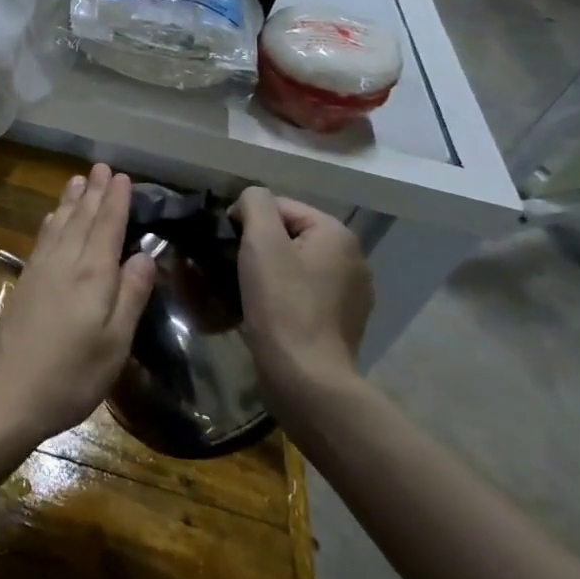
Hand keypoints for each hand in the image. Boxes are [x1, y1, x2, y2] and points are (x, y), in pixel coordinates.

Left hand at [0, 164, 157, 455]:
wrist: (5, 393)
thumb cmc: (70, 376)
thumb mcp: (115, 343)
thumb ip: (130, 295)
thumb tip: (146, 255)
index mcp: (91, 275)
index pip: (107, 226)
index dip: (116, 200)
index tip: (122, 176)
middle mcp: (64, 263)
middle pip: (81, 218)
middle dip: (94, 192)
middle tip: (102, 167)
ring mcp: (40, 271)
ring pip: (59, 224)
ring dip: (70, 201)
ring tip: (78, 180)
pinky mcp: (25, 283)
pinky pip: (43, 238)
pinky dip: (52, 221)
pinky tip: (52, 219)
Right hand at [231, 189, 372, 409]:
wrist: (306, 377)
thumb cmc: (281, 303)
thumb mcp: (261, 241)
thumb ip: (255, 203)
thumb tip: (249, 201)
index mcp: (337, 234)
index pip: (280, 206)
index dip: (247, 220)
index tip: (226, 245)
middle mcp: (353, 258)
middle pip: (290, 235)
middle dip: (260, 246)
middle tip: (232, 268)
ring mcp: (352, 293)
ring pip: (297, 265)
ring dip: (270, 271)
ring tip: (246, 290)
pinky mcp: (342, 321)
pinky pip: (305, 293)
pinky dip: (285, 295)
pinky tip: (267, 311)